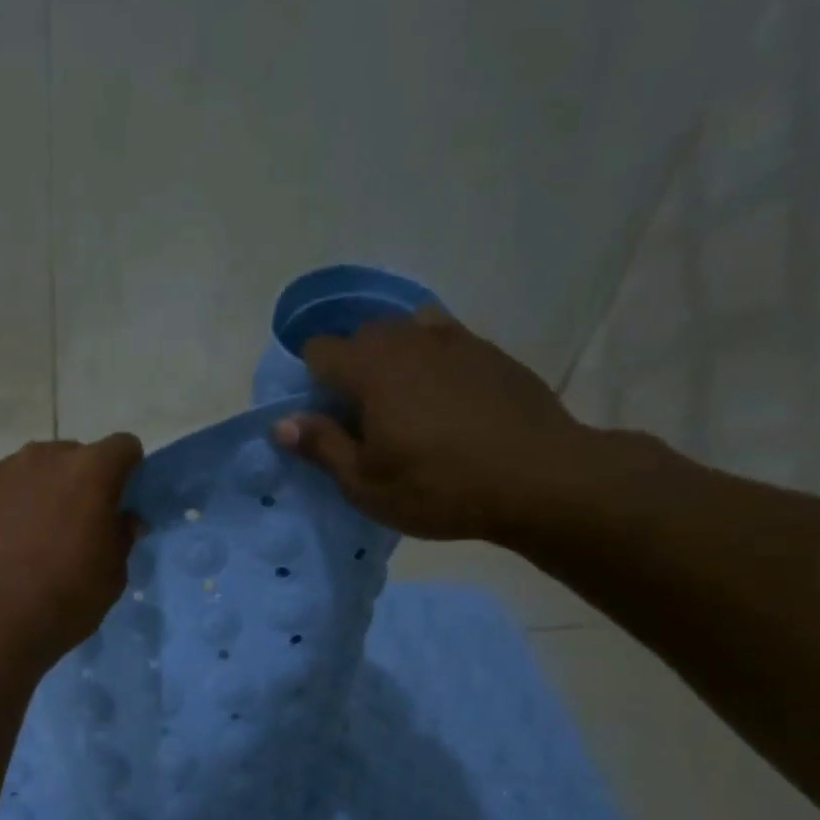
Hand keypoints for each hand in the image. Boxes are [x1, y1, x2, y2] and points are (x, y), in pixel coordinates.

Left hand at [0, 434, 143, 661]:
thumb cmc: (67, 598)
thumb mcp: (114, 574)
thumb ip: (121, 536)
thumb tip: (122, 519)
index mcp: (91, 470)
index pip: (122, 447)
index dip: (124, 470)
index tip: (118, 498)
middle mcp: (45, 456)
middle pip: (69, 456)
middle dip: (73, 482)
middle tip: (67, 524)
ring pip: (25, 470)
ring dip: (30, 491)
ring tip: (20, 535)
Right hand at [272, 310, 604, 542]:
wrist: (540, 478)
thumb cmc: (438, 487)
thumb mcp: (365, 484)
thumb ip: (321, 446)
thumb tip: (280, 422)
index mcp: (369, 369)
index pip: (318, 350)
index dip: (309, 381)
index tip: (320, 418)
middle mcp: (408, 340)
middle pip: (361, 336)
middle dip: (350, 368)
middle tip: (361, 418)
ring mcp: (454, 340)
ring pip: (405, 332)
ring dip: (391, 359)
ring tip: (403, 403)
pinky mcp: (489, 352)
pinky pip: (444, 340)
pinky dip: (431, 359)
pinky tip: (444, 397)